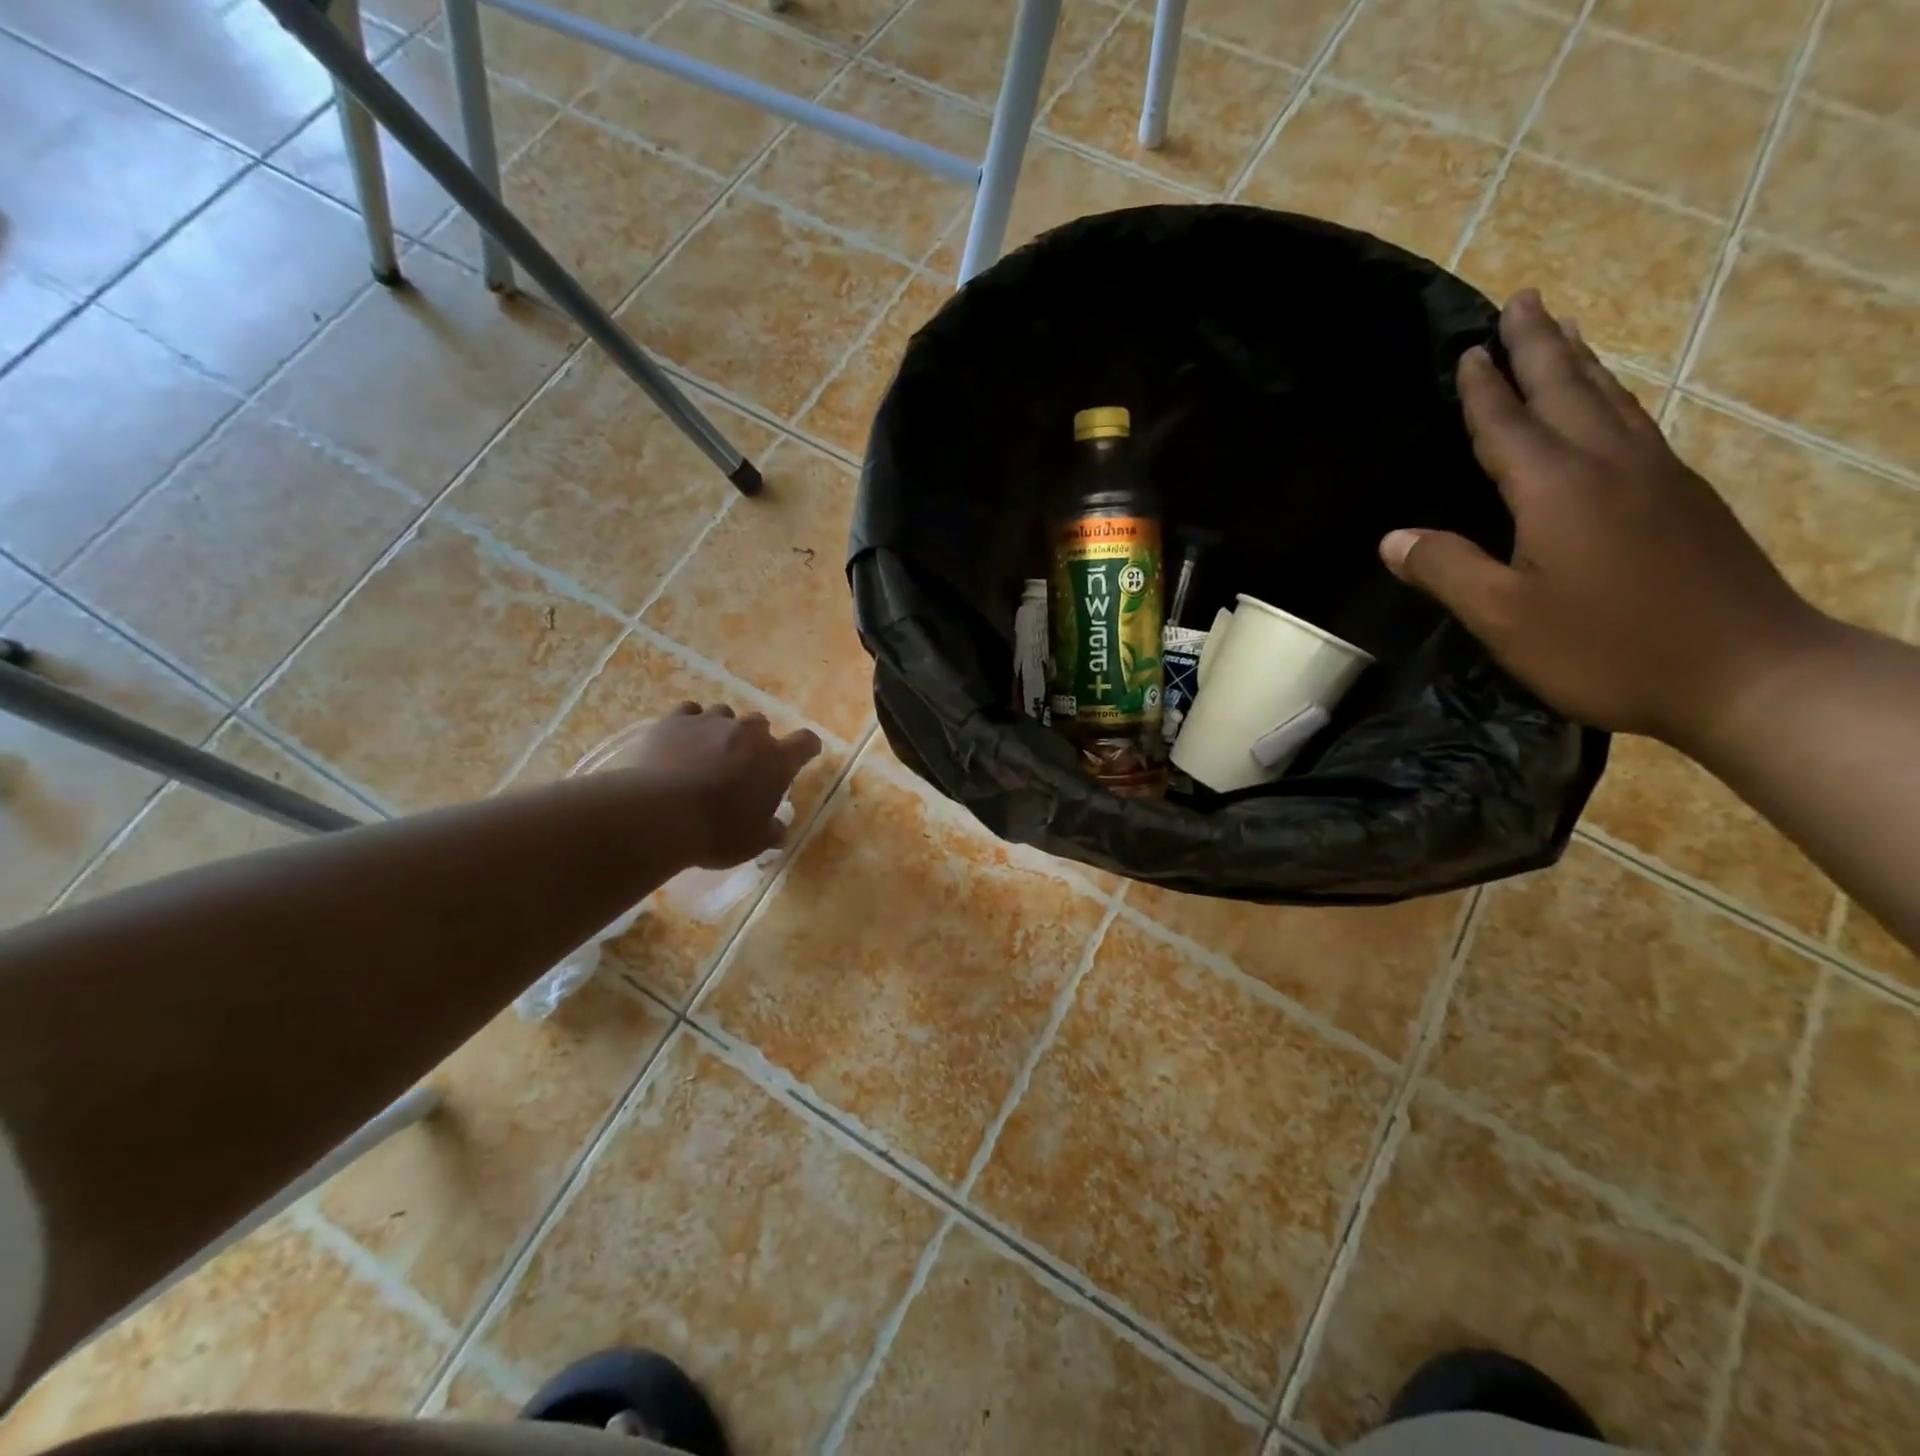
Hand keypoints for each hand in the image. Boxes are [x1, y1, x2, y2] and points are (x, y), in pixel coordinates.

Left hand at [611, 703, 821, 868]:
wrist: (661, 816)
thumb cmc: (717, 832)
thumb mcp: (752, 843)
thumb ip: (770, 832)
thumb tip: (779, 831)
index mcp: (775, 761)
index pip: (805, 742)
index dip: (807, 747)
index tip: (805, 753)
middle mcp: (748, 733)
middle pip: (761, 723)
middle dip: (755, 740)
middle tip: (743, 763)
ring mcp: (710, 722)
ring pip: (724, 714)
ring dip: (722, 730)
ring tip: (708, 750)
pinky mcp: (676, 721)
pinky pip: (689, 712)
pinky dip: (689, 723)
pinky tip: (681, 740)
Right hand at [1380, 289, 1827, 749]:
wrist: (1747, 673)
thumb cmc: (1606, 648)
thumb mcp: (1504, 618)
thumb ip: (1447, 570)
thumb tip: (1392, 539)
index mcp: (1557, 491)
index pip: (1509, 427)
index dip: (1484, 391)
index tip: (1469, 349)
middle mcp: (1611, 467)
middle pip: (1570, 391)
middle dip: (1540, 346)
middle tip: (1524, 299)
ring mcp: (1659, 479)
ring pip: (1612, 402)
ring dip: (1581, 363)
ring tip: (1563, 331)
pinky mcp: (1686, 501)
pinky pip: (1637, 426)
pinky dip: (1612, 399)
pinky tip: (1609, 407)